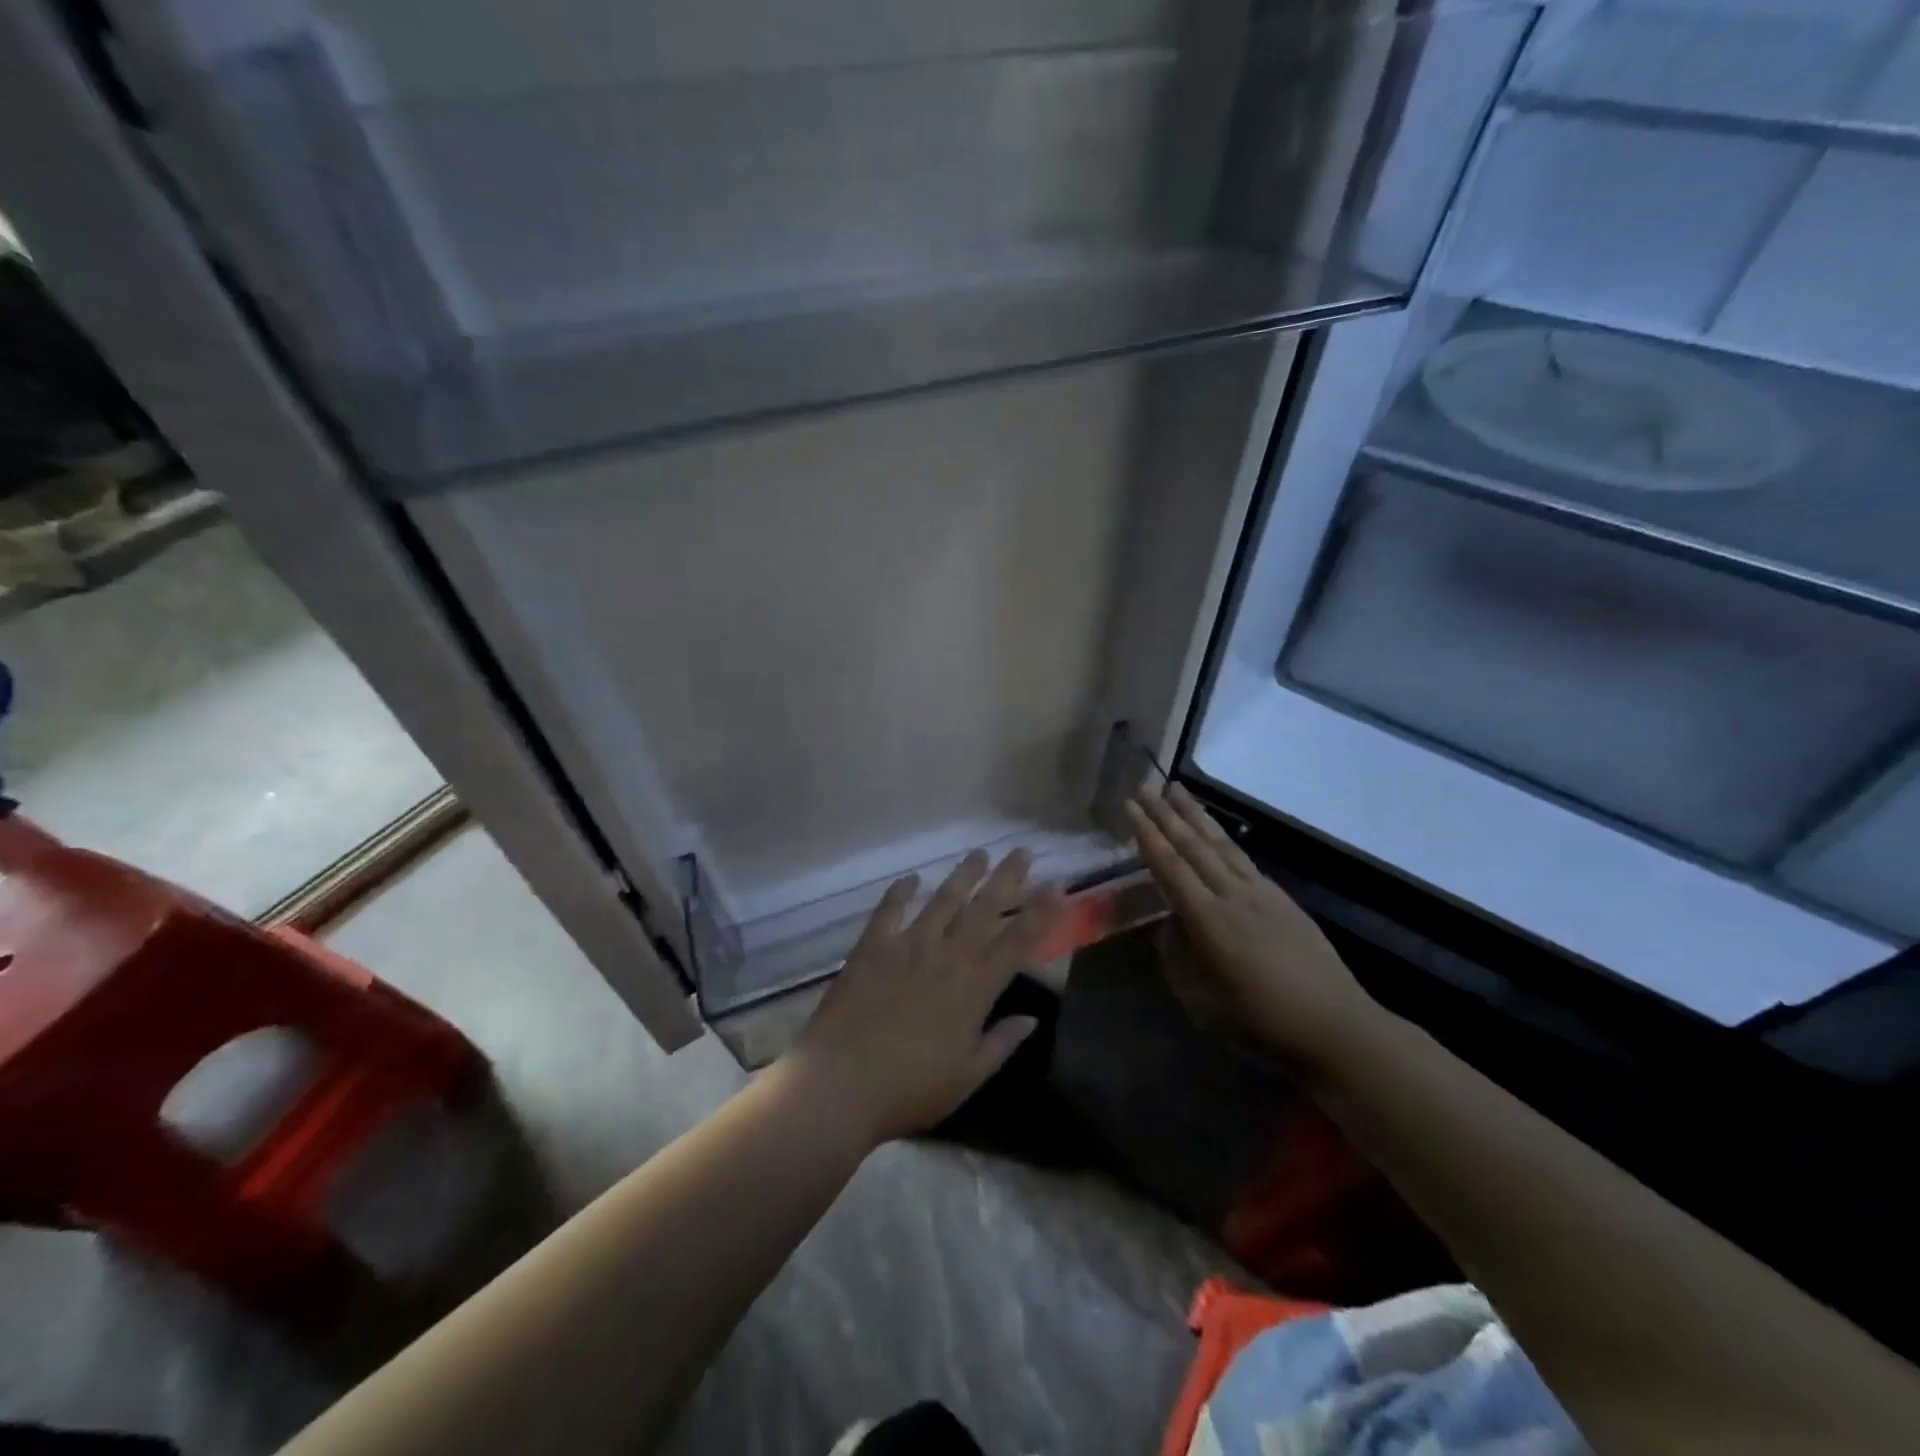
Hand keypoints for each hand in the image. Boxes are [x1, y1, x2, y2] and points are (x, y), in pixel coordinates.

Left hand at [786, 849, 1064, 1147]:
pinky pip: (889, 910)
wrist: (840, 1084)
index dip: (1042, 911)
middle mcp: (946, 957)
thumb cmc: (910, 1089)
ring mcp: (907, 947)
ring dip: (963, 876)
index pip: (1018, 941)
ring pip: (942, 901)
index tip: (1058, 884)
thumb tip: (1032, 1019)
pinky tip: (911, 878)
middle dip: (1007, 878)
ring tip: (978, 853)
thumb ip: (1001, 1043)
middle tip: (1022, 851)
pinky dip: (900, 892)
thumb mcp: (967, 1077)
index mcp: (974, 989)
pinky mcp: (872, 947)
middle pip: (984, 910)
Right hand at [1127, 786, 1373, 1068]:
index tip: (1130, 806)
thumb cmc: (1260, 1022)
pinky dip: (1223, 839)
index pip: (1170, 866)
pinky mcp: (1282, 899)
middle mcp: (1233, 895)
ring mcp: (1262, 893)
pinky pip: (1243, 859)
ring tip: (1177, 791)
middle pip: (1194, 845)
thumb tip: (1169, 925)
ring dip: (1196, 816)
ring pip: (1222, 844)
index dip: (1147, 835)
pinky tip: (1216, 834)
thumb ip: (1176, 956)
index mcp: (1208, 920)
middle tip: (1145, 786)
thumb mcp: (1200, 1001)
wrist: (1335, 1026)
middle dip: (1166, 814)